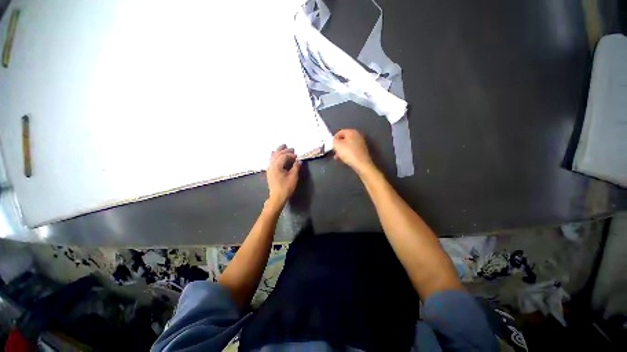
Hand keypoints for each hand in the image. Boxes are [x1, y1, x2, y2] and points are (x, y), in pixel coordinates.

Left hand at [266, 144, 300, 205]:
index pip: (284, 156)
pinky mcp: (270, 171)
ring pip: (273, 156)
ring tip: (284, 146)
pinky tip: (274, 153)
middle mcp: (271, 165)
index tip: (297, 156)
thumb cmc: (286, 188)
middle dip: (285, 150)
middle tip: (292, 148)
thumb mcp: (293, 177)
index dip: (291, 155)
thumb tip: (299, 160)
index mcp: (276, 166)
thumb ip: (296, 167)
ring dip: (279, 151)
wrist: (277, 197)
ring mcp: (269, 168)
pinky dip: (274, 155)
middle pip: (278, 154)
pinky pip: (271, 160)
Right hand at [333, 129, 374, 173]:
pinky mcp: (362, 151)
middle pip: (344, 139)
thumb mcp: (337, 145)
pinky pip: (352, 150)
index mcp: (352, 132)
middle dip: (338, 146)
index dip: (334, 139)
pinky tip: (344, 159)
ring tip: (338, 158)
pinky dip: (347, 154)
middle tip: (335, 152)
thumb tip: (335, 140)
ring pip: (347, 145)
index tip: (332, 146)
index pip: (340, 132)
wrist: (361, 164)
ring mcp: (361, 143)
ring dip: (341, 151)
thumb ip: (333, 140)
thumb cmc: (348, 152)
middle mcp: (357, 135)